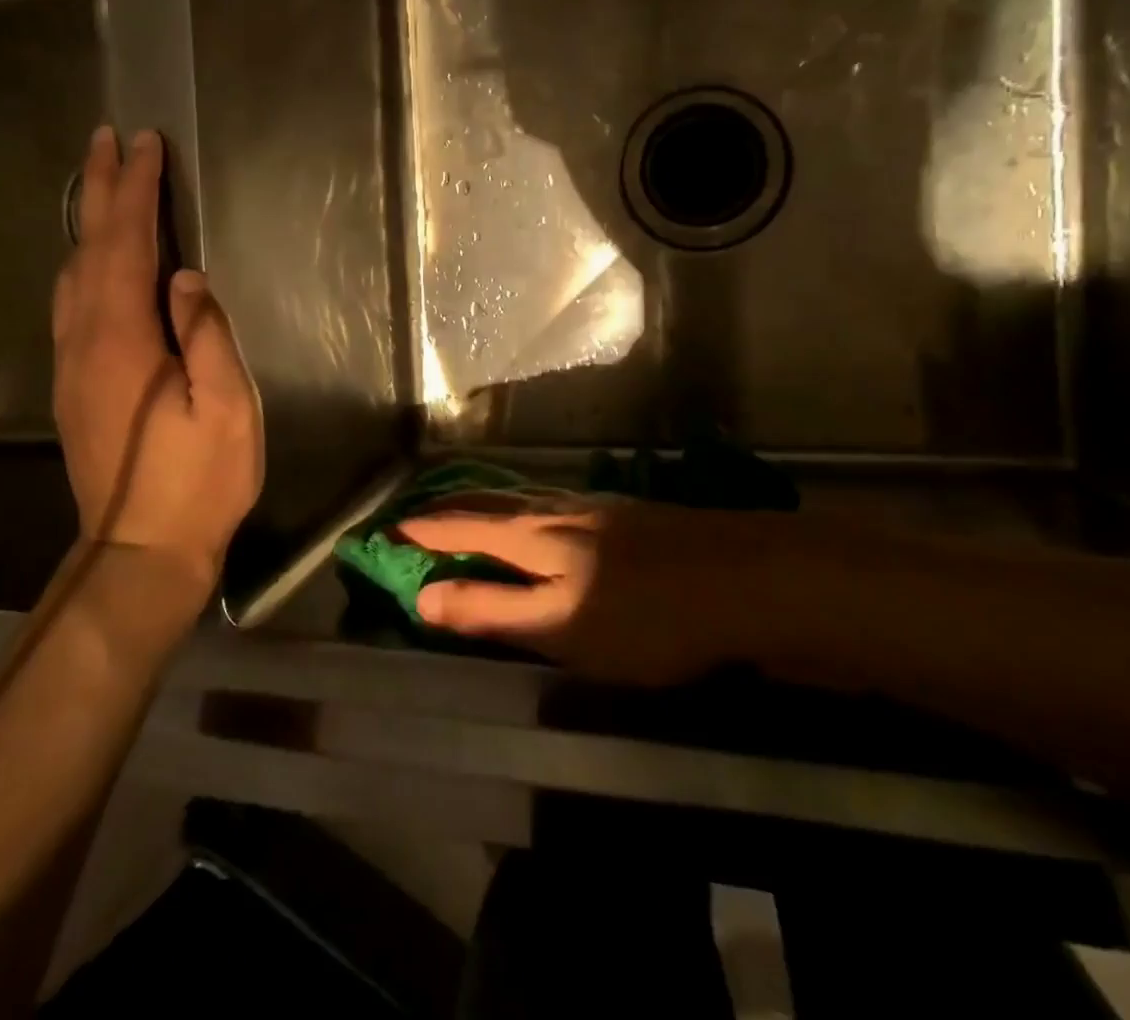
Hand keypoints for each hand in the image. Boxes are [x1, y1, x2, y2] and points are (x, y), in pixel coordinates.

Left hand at [52, 127, 263, 595]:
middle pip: (89, 249)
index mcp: (123, 341)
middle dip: (100, 190)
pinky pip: (72, 303)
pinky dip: (83, 262)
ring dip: (87, 223)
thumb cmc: (198, 481)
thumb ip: (206, 337)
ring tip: (98, 184)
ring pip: (73, 275)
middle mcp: (85, 341)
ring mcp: (72, 364)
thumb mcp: (227, 409)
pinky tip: (92, 258)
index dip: (137, 192)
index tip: (146, 145)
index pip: (127, 246)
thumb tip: (184, 277)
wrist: (141, 551)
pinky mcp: (74, 385)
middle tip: (107, 140)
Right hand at [402, 499, 786, 685]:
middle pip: (486, 502)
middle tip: (412, 512)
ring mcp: (592, 507)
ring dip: (481, 503)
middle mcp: (554, 510)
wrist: (748, 579)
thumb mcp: (562, 630)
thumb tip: (423, 596)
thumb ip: (492, 611)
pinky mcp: (622, 515)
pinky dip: (521, 508)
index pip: (458, 527)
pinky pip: (550, 504)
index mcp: (532, 537)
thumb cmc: (650, 617)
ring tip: (462, 509)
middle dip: (444, 507)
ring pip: (520, 499)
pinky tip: (539, 517)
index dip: (418, 530)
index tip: (381, 531)